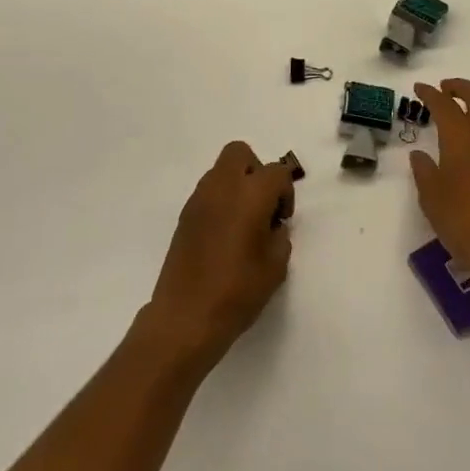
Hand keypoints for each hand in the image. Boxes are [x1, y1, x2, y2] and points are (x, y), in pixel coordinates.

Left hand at [141, 142, 293, 370]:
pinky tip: (224, 235)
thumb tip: (271, 226)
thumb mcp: (275, 266)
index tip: (282, 220)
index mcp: (250, 194)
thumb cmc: (237, 291)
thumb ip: (279, 236)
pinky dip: (220, 202)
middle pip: (240, 153)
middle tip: (263, 205)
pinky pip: (207, 193)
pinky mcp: (184, 216)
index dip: (285, 193)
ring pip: (221, 171)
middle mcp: (222, 187)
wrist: (186, 317)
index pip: (276, 172)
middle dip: (256, 171)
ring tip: (243, 223)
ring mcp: (198, 200)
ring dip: (237, 185)